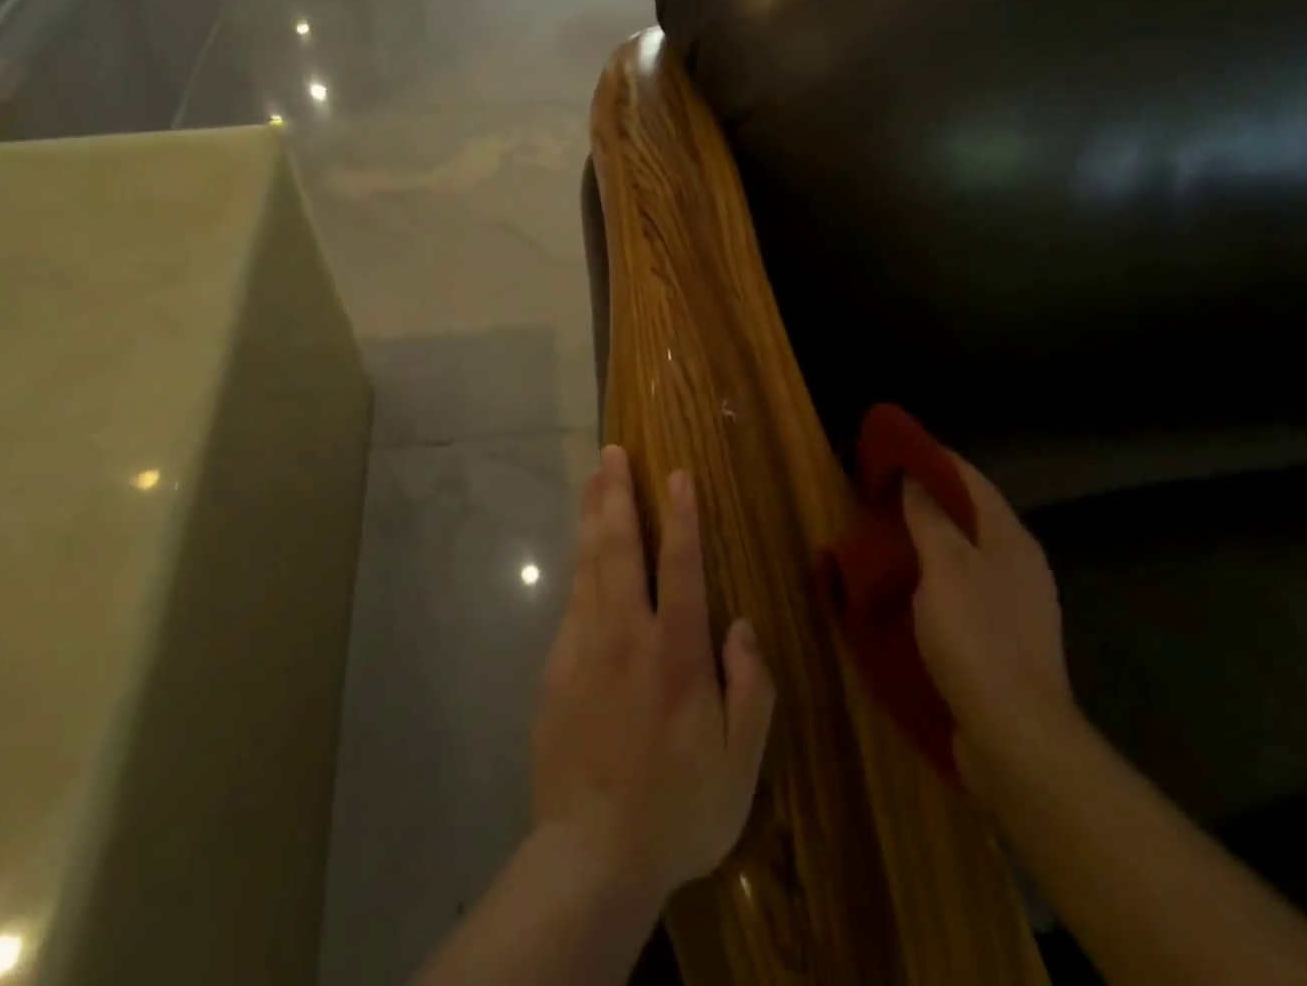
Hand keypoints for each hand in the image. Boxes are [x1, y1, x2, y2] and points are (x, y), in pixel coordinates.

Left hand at [530, 446, 775, 903]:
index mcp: (675, 653)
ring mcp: (584, 645)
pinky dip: (578, 562)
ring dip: (591, 515)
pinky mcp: (556, 665)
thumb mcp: (740, 762)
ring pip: (588, 563)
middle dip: (617, 494)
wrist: (590, 852)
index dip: (681, 515)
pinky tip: (580, 546)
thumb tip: (741, 624)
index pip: (681, 565)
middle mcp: (626, 634)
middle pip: (619, 547)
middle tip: (613, 453)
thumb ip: (750, 687)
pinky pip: (571, 598)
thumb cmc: (677, 808)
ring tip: (592, 478)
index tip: (678, 473)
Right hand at [903, 455, 1074, 787]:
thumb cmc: (976, 636)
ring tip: (883, 530)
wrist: (1014, 735)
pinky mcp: (999, 638)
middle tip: (880, 488)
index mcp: (1010, 540)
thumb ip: (928, 517)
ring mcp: (1012, 605)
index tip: (892, 446)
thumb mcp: (944, 566)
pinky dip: (931, 574)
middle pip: (969, 515)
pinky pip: (959, 587)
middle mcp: (1018, 565)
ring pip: (963, 552)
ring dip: (926, 537)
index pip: (971, 480)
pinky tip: (903, 582)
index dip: (933, 458)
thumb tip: (914, 476)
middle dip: (927, 496)